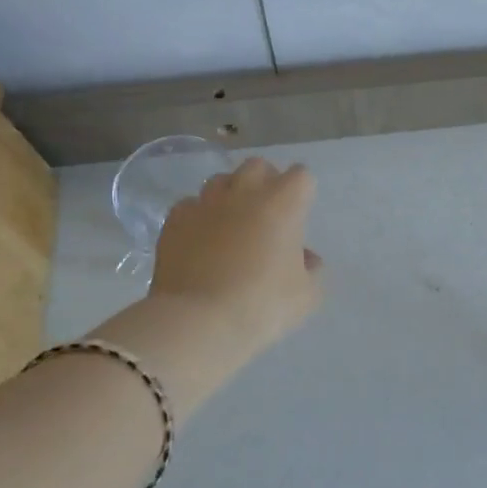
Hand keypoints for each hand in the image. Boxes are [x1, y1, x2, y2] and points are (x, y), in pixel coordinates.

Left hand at [149, 159, 324, 358]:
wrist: (198, 321)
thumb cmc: (262, 305)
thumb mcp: (306, 296)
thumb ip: (311, 270)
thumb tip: (304, 258)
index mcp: (283, 204)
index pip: (301, 176)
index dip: (302, 193)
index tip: (299, 215)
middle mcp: (244, 193)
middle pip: (258, 166)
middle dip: (265, 181)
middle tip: (266, 213)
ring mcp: (206, 203)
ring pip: (220, 181)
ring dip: (230, 195)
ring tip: (231, 223)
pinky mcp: (175, 220)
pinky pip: (190, 206)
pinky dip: (198, 217)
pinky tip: (200, 240)